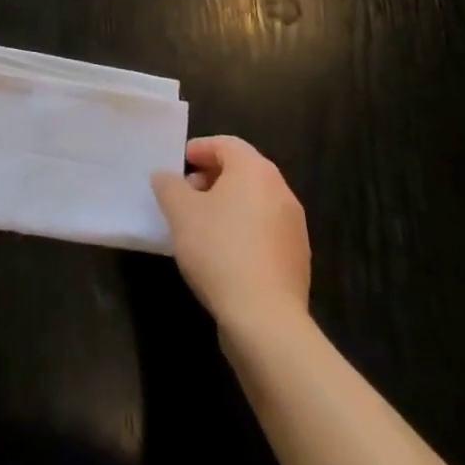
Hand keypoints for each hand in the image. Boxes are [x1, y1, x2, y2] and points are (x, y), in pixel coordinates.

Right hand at [152, 136, 310, 332]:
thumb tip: (166, 177)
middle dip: (212, 178)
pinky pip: (265, 231)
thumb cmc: (219, 250)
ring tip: (200, 226)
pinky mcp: (297, 259)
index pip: (226, 144)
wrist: (266, 320)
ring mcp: (294, 227)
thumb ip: (168, 185)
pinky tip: (223, 254)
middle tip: (186, 195)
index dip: (199, 150)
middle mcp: (281, 190)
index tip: (178, 166)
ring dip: (227, 205)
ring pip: (255, 202)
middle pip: (243, 171)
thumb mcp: (179, 212)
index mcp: (255, 170)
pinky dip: (243, 231)